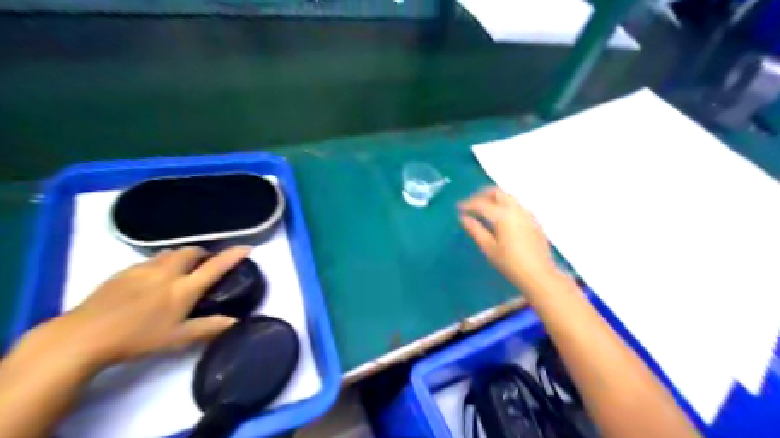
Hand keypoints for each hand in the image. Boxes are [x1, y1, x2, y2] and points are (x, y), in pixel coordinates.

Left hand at [24, 246, 249, 369]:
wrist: (82, 337)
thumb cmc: (136, 339)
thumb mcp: (177, 338)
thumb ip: (209, 327)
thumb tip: (236, 322)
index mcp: (183, 289)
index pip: (215, 267)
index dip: (233, 255)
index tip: (247, 247)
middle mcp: (166, 273)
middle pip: (191, 251)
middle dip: (203, 253)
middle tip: (206, 264)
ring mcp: (143, 269)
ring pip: (170, 252)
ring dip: (182, 255)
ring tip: (182, 268)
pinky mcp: (123, 272)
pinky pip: (151, 259)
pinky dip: (161, 261)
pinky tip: (153, 278)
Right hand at [459, 186, 561, 288]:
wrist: (539, 275)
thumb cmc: (511, 264)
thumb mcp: (489, 248)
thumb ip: (475, 230)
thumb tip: (464, 218)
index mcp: (503, 215)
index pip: (481, 203)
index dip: (468, 204)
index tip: (458, 208)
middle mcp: (516, 209)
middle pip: (497, 192)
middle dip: (482, 195)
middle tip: (471, 204)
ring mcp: (527, 213)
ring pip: (508, 197)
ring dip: (494, 199)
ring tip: (483, 210)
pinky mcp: (534, 220)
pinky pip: (516, 205)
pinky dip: (504, 205)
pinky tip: (500, 218)